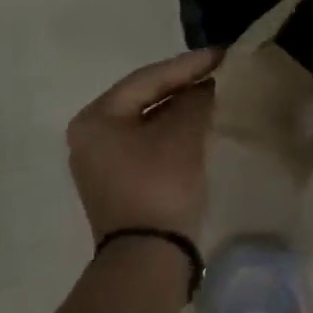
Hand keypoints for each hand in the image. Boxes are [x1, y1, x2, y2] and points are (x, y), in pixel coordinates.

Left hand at [67, 49, 220, 243]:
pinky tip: (201, 124)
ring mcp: (103, 163)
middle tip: (220, 71)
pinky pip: (150, 144)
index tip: (222, 54)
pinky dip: (175, 132)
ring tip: (215, 94)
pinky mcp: (120, 183)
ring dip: (181, 109)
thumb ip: (196, 100)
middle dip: (183, 85)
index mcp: (95, 119)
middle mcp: (91, 137)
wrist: (148, 258)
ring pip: (148, 122)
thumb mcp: (183, 135)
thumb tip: (207, 86)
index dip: (187, 65)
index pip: (146, 79)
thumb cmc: (159, 185)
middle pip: (144, 99)